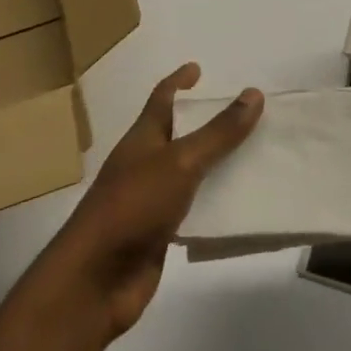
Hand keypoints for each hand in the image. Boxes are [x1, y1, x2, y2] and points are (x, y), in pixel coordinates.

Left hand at [33, 64, 261, 341]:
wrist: (95, 281)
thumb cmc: (133, 206)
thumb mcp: (180, 162)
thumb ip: (218, 132)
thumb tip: (253, 94)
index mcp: (143, 137)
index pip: (162, 98)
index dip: (179, 81)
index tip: (199, 69)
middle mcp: (146, 163)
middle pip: (179, 133)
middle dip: (207, 121)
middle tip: (244, 112)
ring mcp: (151, 200)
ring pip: (191, 172)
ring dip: (217, 162)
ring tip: (255, 153)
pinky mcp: (160, 234)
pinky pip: (195, 209)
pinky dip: (216, 203)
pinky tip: (243, 204)